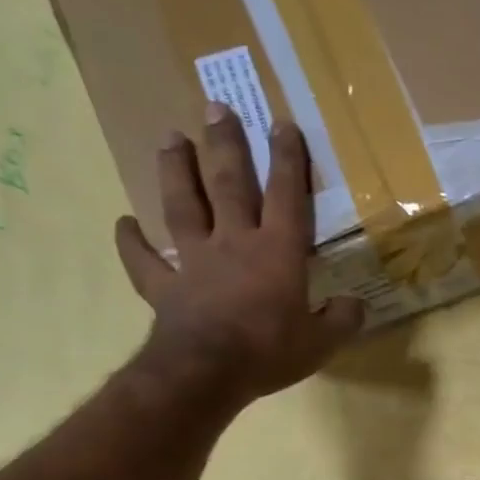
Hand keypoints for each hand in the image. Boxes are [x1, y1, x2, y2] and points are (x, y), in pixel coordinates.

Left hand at [114, 104, 363, 407]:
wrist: (206, 372)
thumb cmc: (269, 351)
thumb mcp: (322, 342)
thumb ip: (342, 319)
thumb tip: (355, 305)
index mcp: (278, 252)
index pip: (287, 196)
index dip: (288, 160)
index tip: (282, 124)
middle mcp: (234, 243)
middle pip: (230, 185)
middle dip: (226, 145)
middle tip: (216, 107)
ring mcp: (195, 261)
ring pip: (182, 205)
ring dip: (176, 170)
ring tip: (170, 137)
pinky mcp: (164, 285)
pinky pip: (145, 260)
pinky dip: (132, 241)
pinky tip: (124, 223)